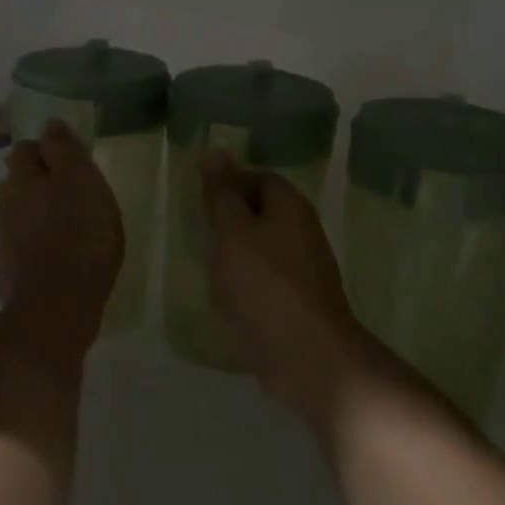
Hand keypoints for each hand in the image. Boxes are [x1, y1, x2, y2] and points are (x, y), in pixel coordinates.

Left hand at [0, 120, 124, 348]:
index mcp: (20, 182)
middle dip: (32, 190)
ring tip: (47, 235)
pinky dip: (21, 265)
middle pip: (13, 190)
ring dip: (22, 227)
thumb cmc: (80, 231)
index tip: (65, 159)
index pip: (22, 152)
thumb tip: (49, 125)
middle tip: (63, 198)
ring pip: (7, 228)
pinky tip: (36, 271)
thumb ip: (64, 149)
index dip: (42, 151)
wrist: (61, 302)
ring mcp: (0, 251)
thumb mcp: (82, 179)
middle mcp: (2, 212)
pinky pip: (12, 267)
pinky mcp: (7, 285)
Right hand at [201, 151, 367, 417]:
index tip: (201, 204)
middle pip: (260, 214)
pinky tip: (227, 302)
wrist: (305, 355)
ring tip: (209, 271)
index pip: (259, 178)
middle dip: (228, 224)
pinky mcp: (299, 303)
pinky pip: (266, 283)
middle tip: (200, 237)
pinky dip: (245, 287)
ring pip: (261, 250)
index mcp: (290, 207)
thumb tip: (217, 149)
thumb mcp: (232, 231)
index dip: (229, 185)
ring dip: (234, 258)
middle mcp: (302, 232)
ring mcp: (304, 270)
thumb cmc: (263, 283)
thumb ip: (222, 193)